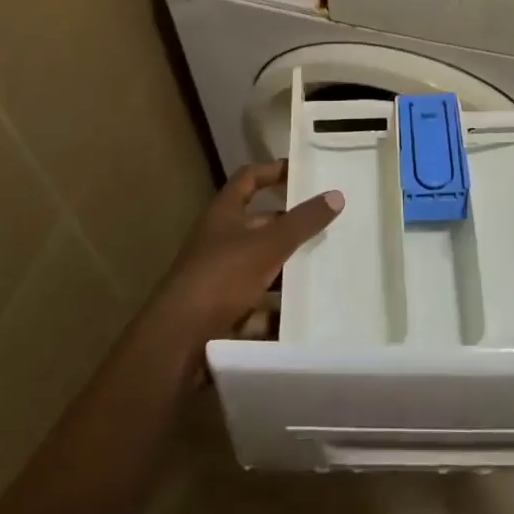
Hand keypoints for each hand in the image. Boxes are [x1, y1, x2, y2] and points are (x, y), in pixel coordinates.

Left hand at [153, 161, 342, 346]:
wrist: (177, 343)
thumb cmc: (220, 278)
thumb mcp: (267, 245)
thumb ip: (302, 222)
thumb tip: (336, 195)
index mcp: (224, 215)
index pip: (248, 178)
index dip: (273, 171)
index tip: (302, 172)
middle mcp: (218, 241)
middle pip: (258, 225)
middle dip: (289, 227)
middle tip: (325, 227)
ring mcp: (218, 278)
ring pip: (259, 267)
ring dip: (286, 271)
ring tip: (324, 272)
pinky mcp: (221, 313)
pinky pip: (255, 307)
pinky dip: (276, 312)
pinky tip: (302, 317)